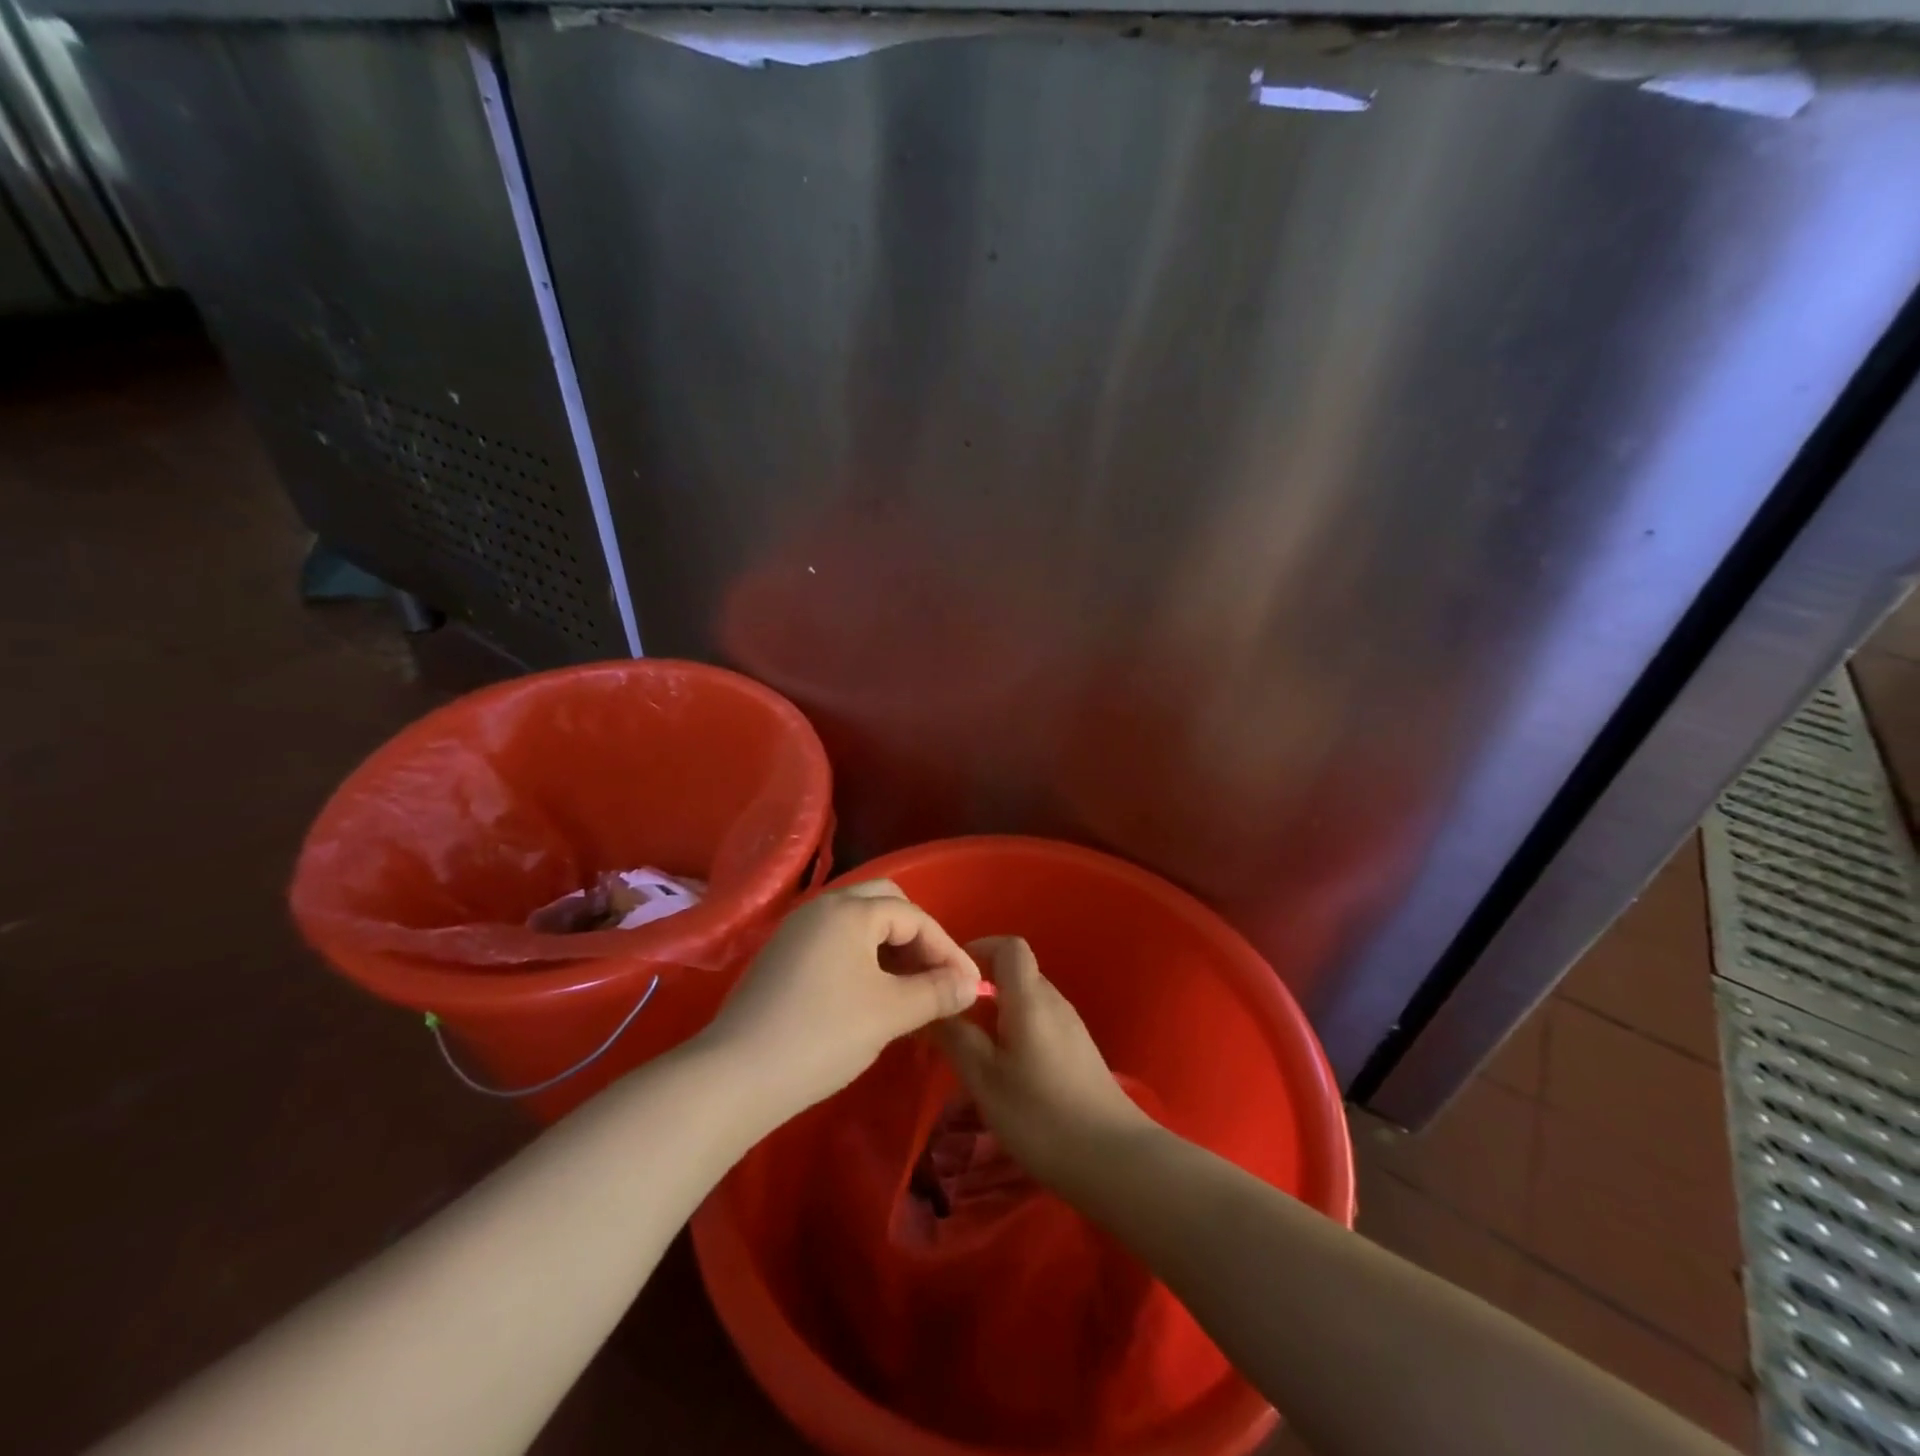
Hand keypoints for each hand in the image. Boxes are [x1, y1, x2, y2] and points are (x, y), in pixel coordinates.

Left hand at [703, 880, 982, 1117]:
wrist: (736, 1075)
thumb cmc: (822, 1035)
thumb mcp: (889, 1013)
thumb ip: (936, 992)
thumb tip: (971, 984)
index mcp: (850, 910)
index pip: (914, 916)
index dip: (947, 949)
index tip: (969, 986)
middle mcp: (822, 907)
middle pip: (885, 903)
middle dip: (918, 936)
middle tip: (936, 975)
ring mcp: (797, 930)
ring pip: (859, 922)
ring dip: (891, 947)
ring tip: (910, 988)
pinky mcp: (782, 956)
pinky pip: (836, 941)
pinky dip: (863, 957)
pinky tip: (870, 994)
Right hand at [934, 936, 1154, 1195]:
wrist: (1115, 1160)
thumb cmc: (1041, 1116)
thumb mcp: (985, 1079)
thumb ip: (957, 1037)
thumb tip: (932, 1006)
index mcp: (1030, 998)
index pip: (1009, 946)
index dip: (979, 949)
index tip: (951, 976)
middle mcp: (1054, 1001)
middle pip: (1016, 973)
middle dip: (982, 988)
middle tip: (951, 1020)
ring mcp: (1071, 1026)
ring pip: (1027, 1001)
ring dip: (998, 1014)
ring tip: (973, 1050)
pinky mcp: (1079, 1052)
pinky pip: (1041, 1023)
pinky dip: (1017, 1032)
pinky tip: (1006, 1072)